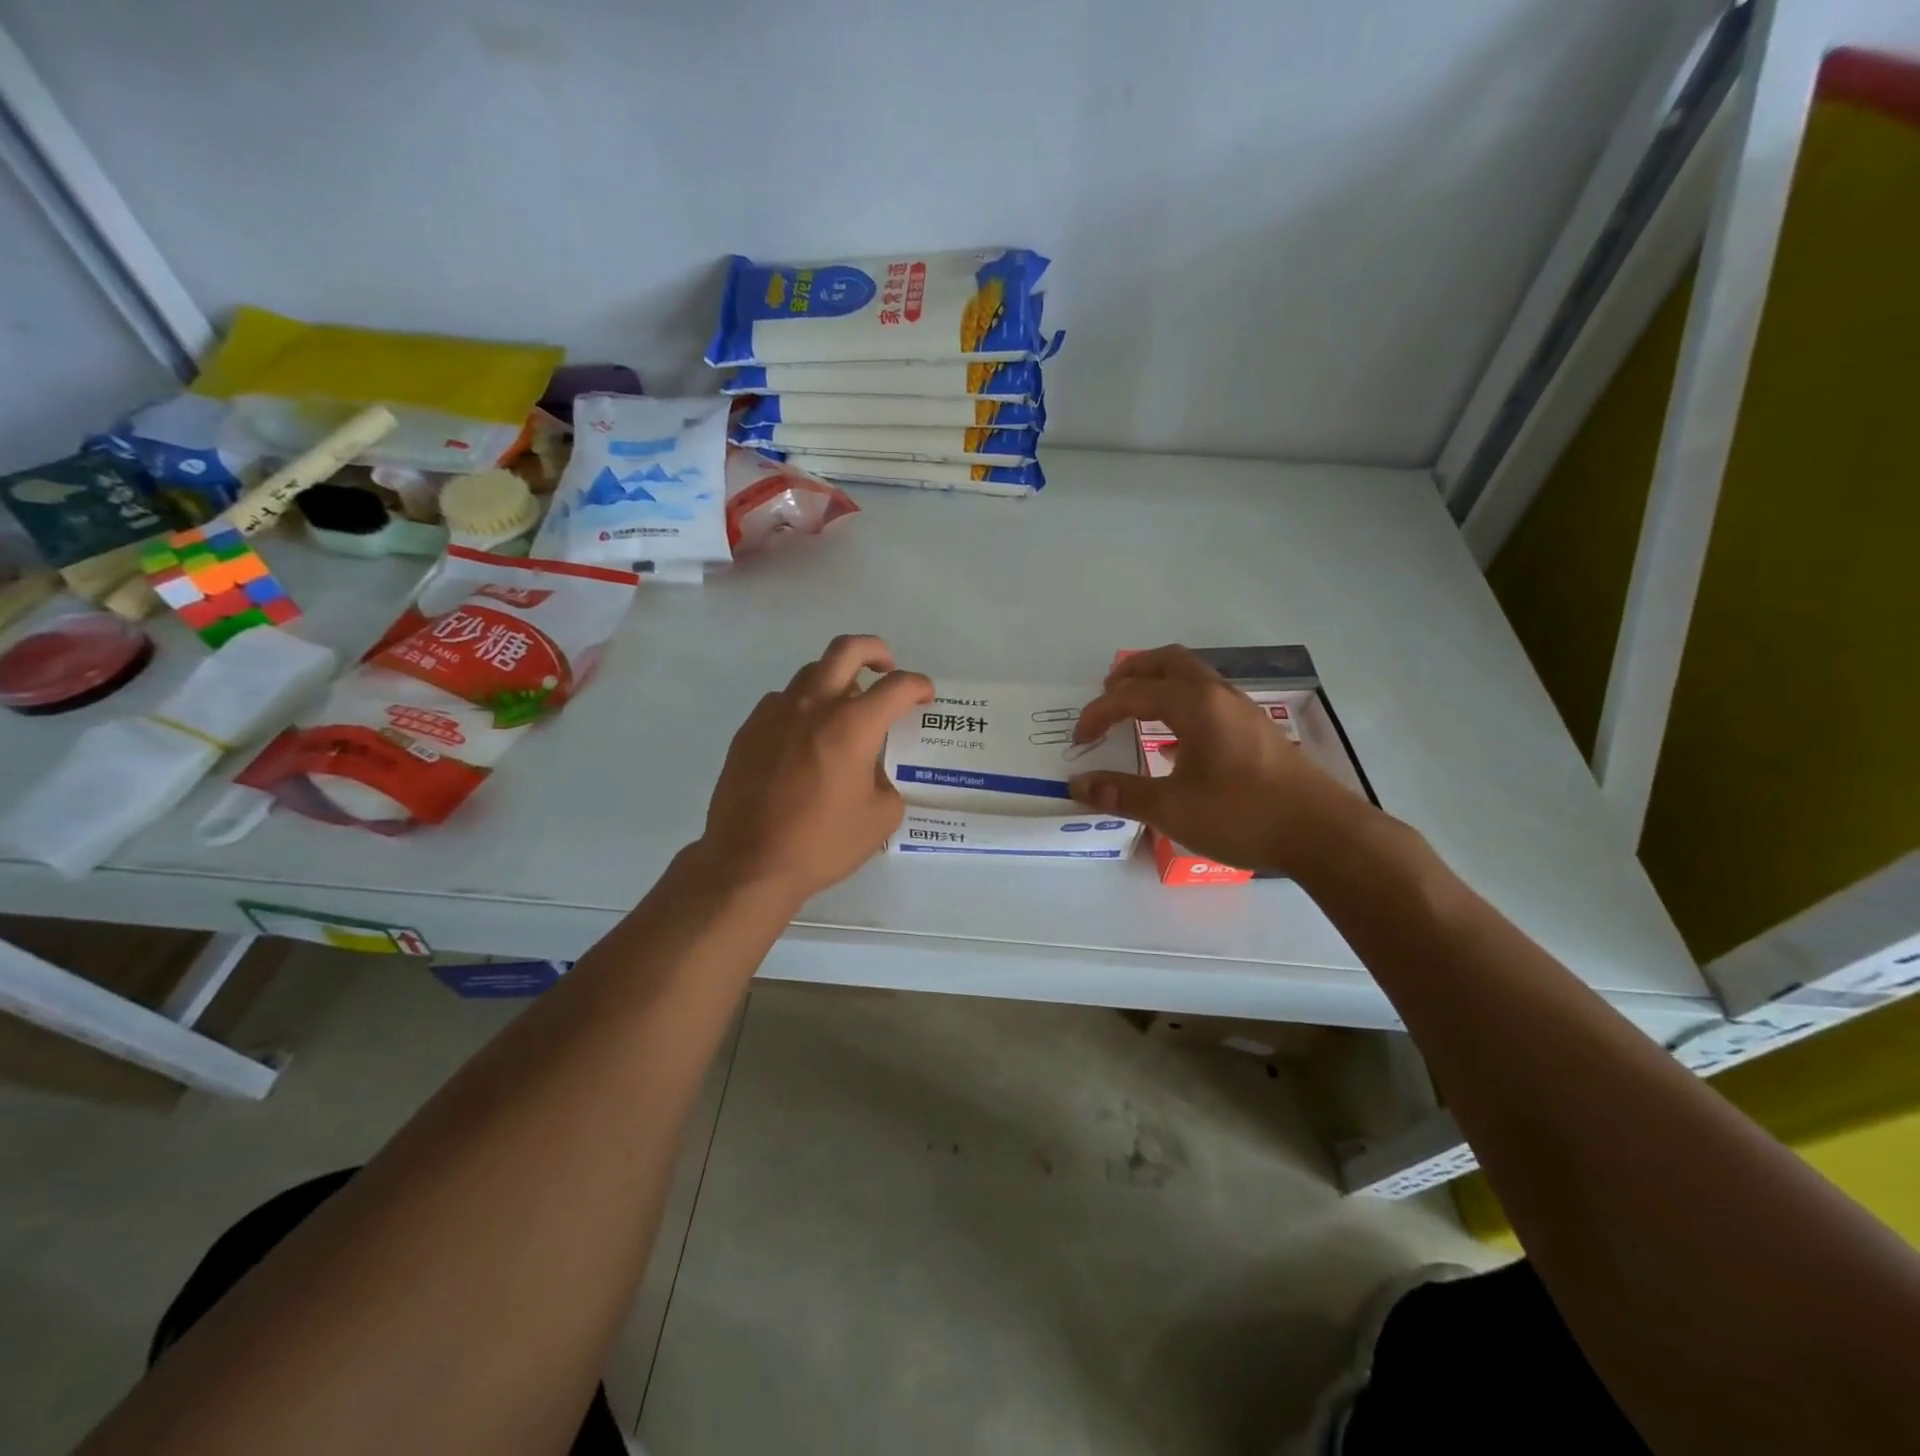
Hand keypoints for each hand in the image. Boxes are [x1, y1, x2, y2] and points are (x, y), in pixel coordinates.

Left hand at [693, 635, 932, 903]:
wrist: (749, 863)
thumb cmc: (821, 844)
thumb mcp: (880, 819)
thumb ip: (887, 783)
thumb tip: (873, 771)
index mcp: (852, 726)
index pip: (897, 686)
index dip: (919, 686)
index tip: (925, 698)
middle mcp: (813, 707)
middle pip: (847, 649)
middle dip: (876, 651)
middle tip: (887, 669)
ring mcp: (775, 714)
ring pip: (811, 673)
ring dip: (837, 681)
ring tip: (846, 710)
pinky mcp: (749, 730)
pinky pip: (783, 701)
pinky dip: (804, 707)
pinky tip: (806, 738)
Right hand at [1068, 645, 1366, 874]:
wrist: (1323, 834)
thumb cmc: (1243, 815)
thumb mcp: (1172, 808)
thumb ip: (1121, 793)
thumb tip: (1078, 784)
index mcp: (1196, 705)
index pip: (1133, 695)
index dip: (1099, 714)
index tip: (1079, 741)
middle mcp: (1220, 695)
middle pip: (1169, 662)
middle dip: (1132, 673)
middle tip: (1106, 695)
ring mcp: (1243, 711)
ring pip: (1193, 677)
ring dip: (1158, 684)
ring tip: (1134, 710)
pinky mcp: (1256, 731)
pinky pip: (1208, 698)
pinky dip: (1179, 703)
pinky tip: (1174, 741)